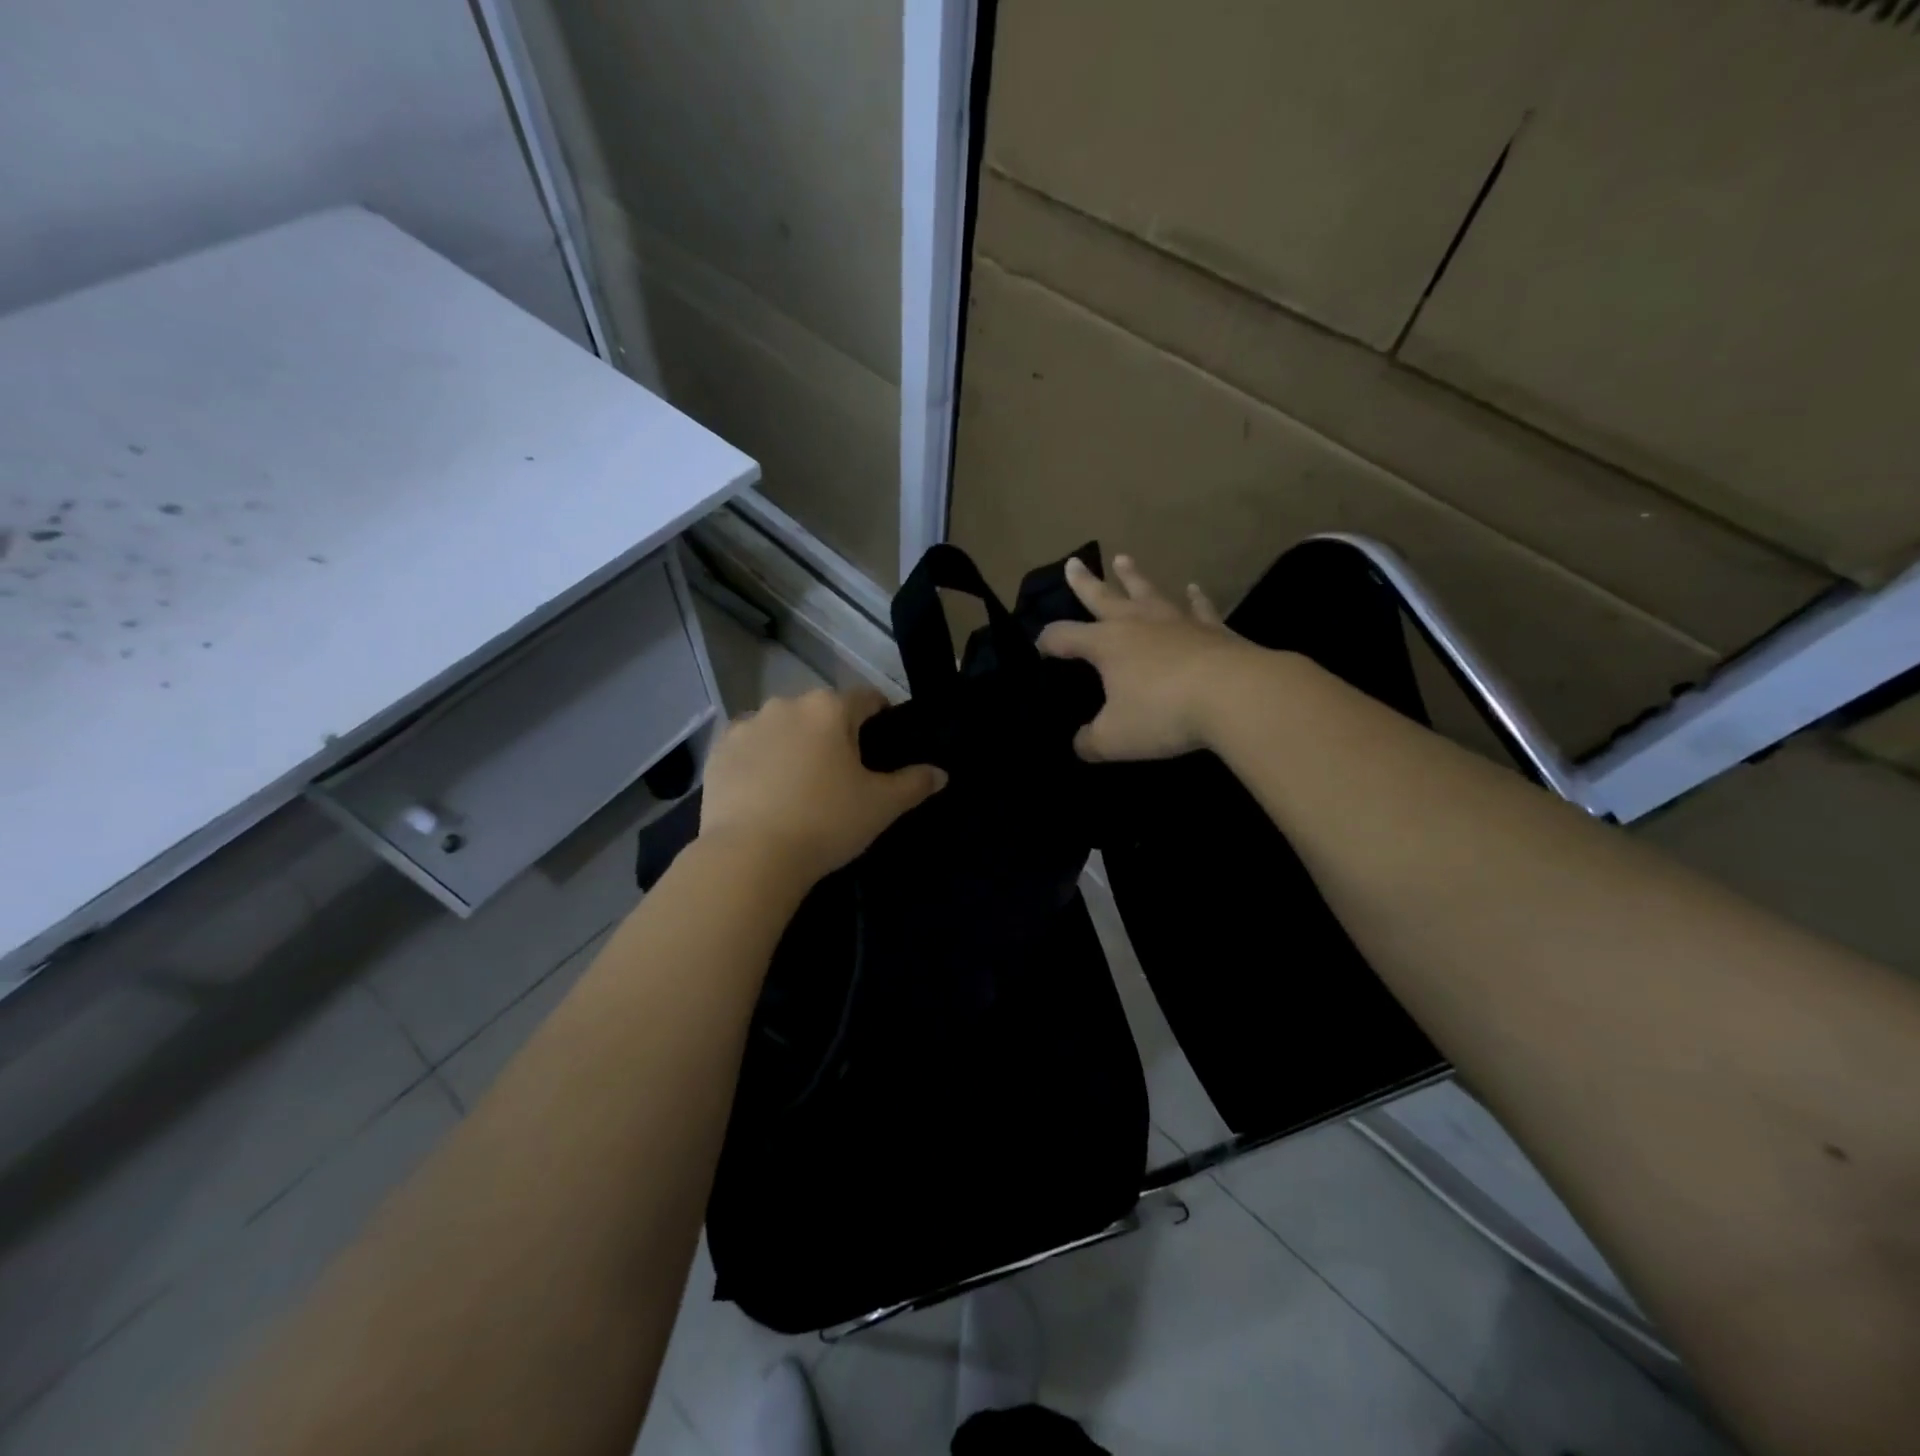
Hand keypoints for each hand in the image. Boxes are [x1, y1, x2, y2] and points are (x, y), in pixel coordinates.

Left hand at [699, 687, 946, 881]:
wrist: (750, 856)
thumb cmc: (825, 822)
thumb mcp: (881, 806)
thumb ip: (914, 783)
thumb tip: (941, 773)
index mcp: (830, 708)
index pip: (866, 698)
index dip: (880, 716)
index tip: (883, 742)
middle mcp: (787, 704)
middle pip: (821, 711)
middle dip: (833, 732)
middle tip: (842, 773)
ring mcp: (747, 725)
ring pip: (782, 726)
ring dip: (794, 743)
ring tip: (799, 783)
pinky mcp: (717, 750)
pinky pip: (749, 746)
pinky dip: (760, 759)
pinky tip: (764, 790)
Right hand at [1038, 554, 1263, 761]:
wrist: (1235, 695)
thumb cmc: (1163, 713)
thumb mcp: (1114, 738)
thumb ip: (1091, 741)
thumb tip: (1081, 743)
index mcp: (1106, 644)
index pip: (1064, 637)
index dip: (1047, 642)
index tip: (1038, 647)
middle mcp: (1137, 624)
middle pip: (1103, 597)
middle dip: (1085, 583)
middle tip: (1074, 562)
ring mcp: (1177, 622)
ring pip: (1148, 592)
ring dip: (1133, 577)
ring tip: (1123, 559)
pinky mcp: (1213, 630)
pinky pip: (1198, 608)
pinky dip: (1195, 598)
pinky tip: (1193, 588)